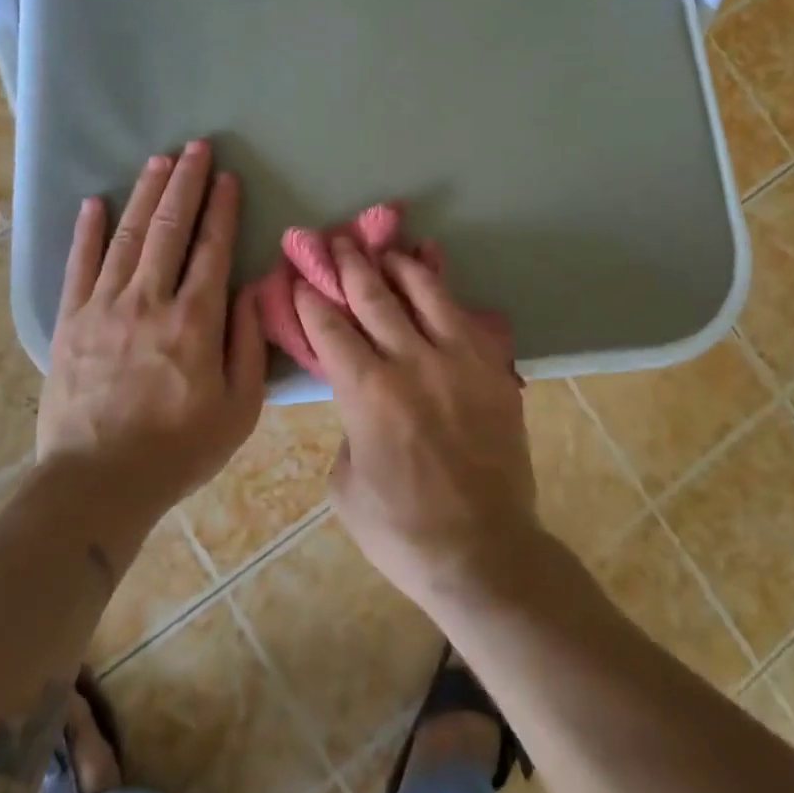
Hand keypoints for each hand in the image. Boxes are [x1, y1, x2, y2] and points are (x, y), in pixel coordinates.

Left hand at [36, 142, 266, 513]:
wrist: (98, 484)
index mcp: (195, 320)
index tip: (228, 177)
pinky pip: (79, 266)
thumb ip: (248, 343)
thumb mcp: (239, 407)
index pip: (213, 249)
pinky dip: (87, 231)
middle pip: (169, 229)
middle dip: (185, 183)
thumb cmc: (180, 448)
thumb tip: (251, 290)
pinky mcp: (70, 323)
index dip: (222, 209)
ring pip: (127, 237)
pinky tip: (95, 202)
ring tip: (159, 160)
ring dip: (145, 194)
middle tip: (196, 147)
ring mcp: (104, 308)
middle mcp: (149, 301)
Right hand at [296, 243, 539, 607]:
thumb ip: (348, 427)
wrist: (483, 551)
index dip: (311, 298)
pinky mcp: (492, 368)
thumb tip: (360, 398)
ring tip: (384, 248)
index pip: (331, 328)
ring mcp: (459, 360)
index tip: (301, 277)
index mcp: (367, 393)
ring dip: (399, 265)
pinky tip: (435, 272)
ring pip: (426, 292)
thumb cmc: (401, 530)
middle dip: (349, 265)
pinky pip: (466, 315)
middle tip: (336, 241)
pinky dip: (445, 289)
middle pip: (374, 296)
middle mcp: (412, 362)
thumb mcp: (346, 484)